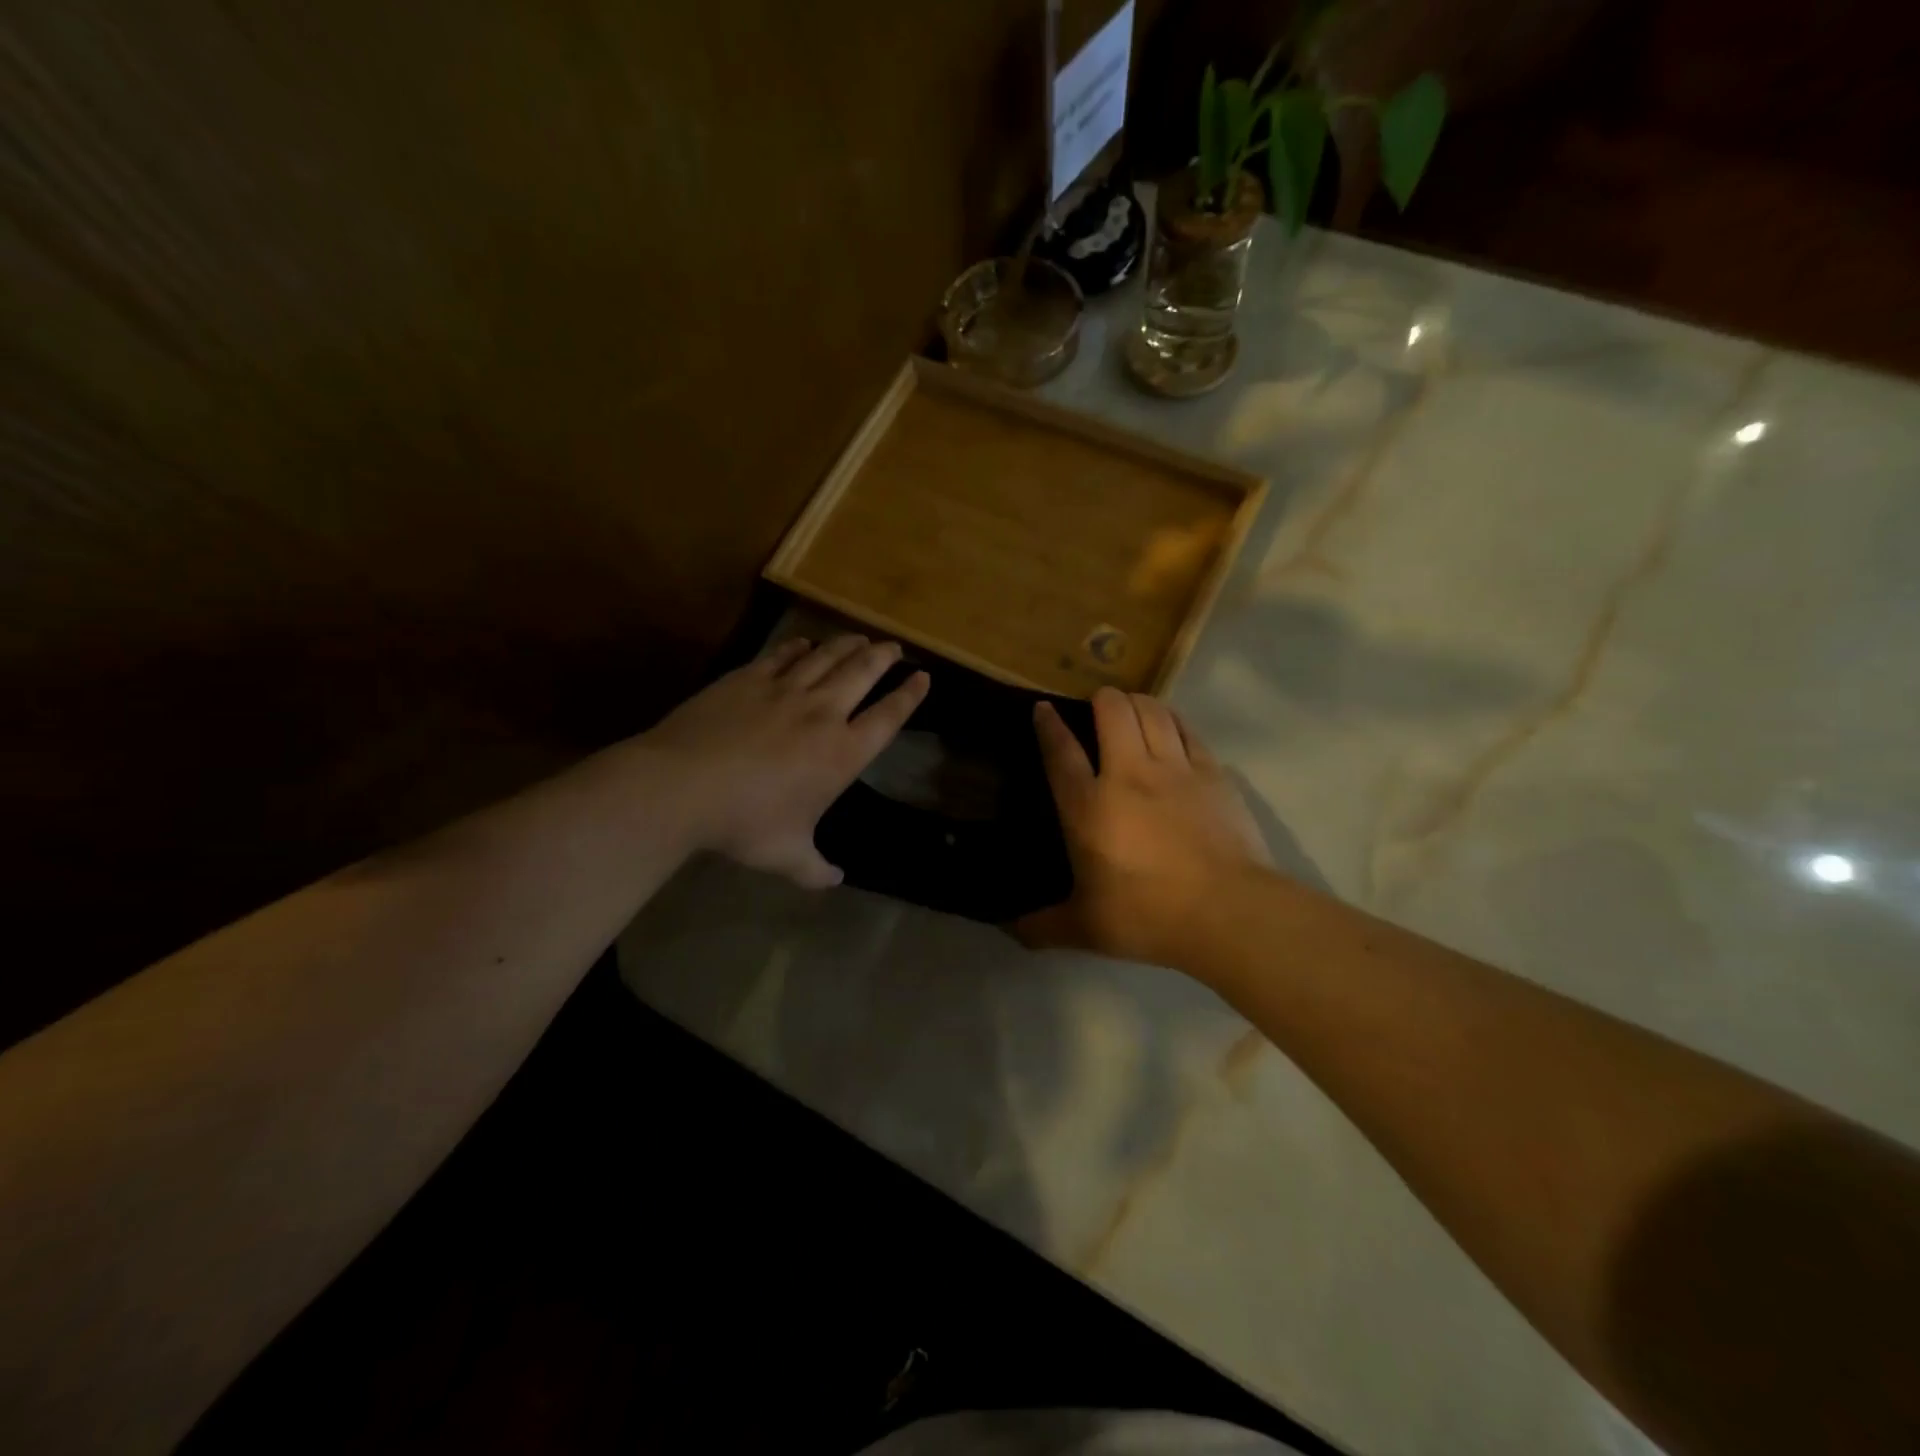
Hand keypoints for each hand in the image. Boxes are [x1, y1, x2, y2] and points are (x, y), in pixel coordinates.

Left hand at [641, 635, 928, 887]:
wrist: (683, 786)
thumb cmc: (745, 823)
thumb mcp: (786, 856)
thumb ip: (815, 869)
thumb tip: (835, 881)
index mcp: (841, 753)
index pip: (888, 717)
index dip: (910, 695)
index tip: (923, 677)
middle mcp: (822, 713)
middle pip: (863, 673)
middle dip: (884, 657)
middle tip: (895, 647)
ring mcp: (784, 690)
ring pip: (826, 657)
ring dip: (847, 645)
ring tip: (860, 638)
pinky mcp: (748, 678)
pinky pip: (782, 655)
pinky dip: (799, 647)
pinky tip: (804, 643)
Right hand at [1019, 687, 1270, 967]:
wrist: (1227, 912)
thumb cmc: (1148, 916)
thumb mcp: (1085, 929)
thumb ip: (1042, 926)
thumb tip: (1008, 930)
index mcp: (1088, 807)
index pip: (1061, 751)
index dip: (1049, 724)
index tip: (1043, 708)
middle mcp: (1128, 775)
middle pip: (1112, 711)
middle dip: (1100, 698)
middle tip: (1096, 706)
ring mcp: (1174, 769)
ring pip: (1152, 711)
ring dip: (1136, 702)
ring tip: (1130, 708)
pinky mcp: (1212, 774)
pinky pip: (1188, 730)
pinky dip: (1173, 719)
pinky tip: (1170, 724)